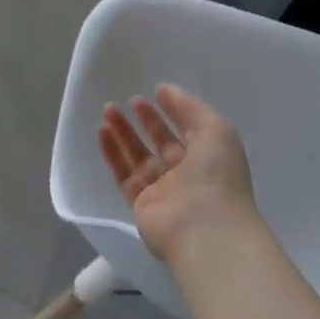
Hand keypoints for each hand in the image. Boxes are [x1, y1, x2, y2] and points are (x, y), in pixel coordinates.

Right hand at [99, 84, 256, 260]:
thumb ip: (190, 106)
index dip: (172, 111)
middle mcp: (185, 176)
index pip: (187, 131)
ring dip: (123, 133)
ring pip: (138, 157)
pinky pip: (123, 175)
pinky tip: (102, 131)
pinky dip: (112, 153)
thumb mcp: (216, 130)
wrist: (205, 228)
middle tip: (127, 100)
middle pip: (160, 143)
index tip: (155, 93)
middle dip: (145, 121)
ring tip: (108, 110)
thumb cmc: (217, 175)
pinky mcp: (140, 205)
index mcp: (208, 159)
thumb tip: (164, 90)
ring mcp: (162, 192)